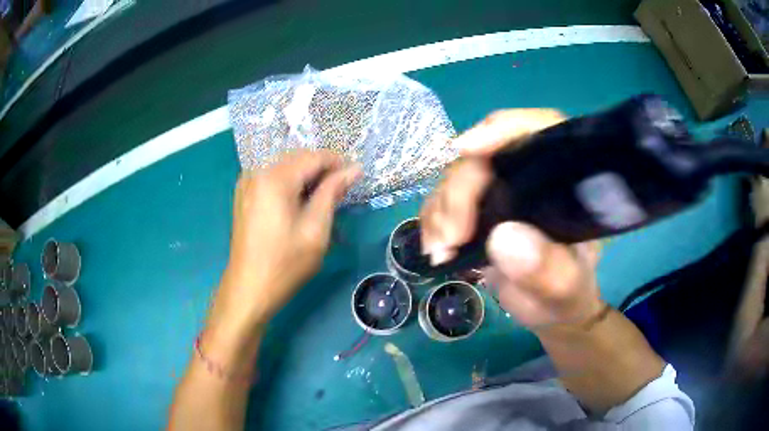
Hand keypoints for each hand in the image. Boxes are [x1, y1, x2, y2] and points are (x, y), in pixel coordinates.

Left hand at [220, 150, 360, 325]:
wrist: (249, 288)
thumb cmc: (285, 263)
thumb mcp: (316, 229)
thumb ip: (333, 192)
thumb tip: (354, 169)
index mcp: (275, 178)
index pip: (314, 156)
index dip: (338, 163)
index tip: (356, 176)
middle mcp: (257, 172)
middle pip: (298, 158)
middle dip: (322, 169)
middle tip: (342, 191)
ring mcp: (247, 182)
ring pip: (286, 166)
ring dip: (307, 176)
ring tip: (323, 199)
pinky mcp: (244, 193)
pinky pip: (273, 177)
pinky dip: (290, 183)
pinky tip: (299, 203)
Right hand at [420, 109, 603, 328]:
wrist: (548, 307)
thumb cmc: (565, 294)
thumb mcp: (566, 289)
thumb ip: (549, 269)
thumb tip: (504, 237)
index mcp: (565, 180)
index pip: (539, 130)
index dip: (503, 130)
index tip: (467, 149)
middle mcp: (531, 173)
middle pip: (487, 156)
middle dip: (460, 191)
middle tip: (450, 239)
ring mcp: (502, 187)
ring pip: (458, 174)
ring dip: (440, 210)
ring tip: (439, 251)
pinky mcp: (478, 204)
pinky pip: (444, 198)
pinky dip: (432, 220)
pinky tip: (435, 247)